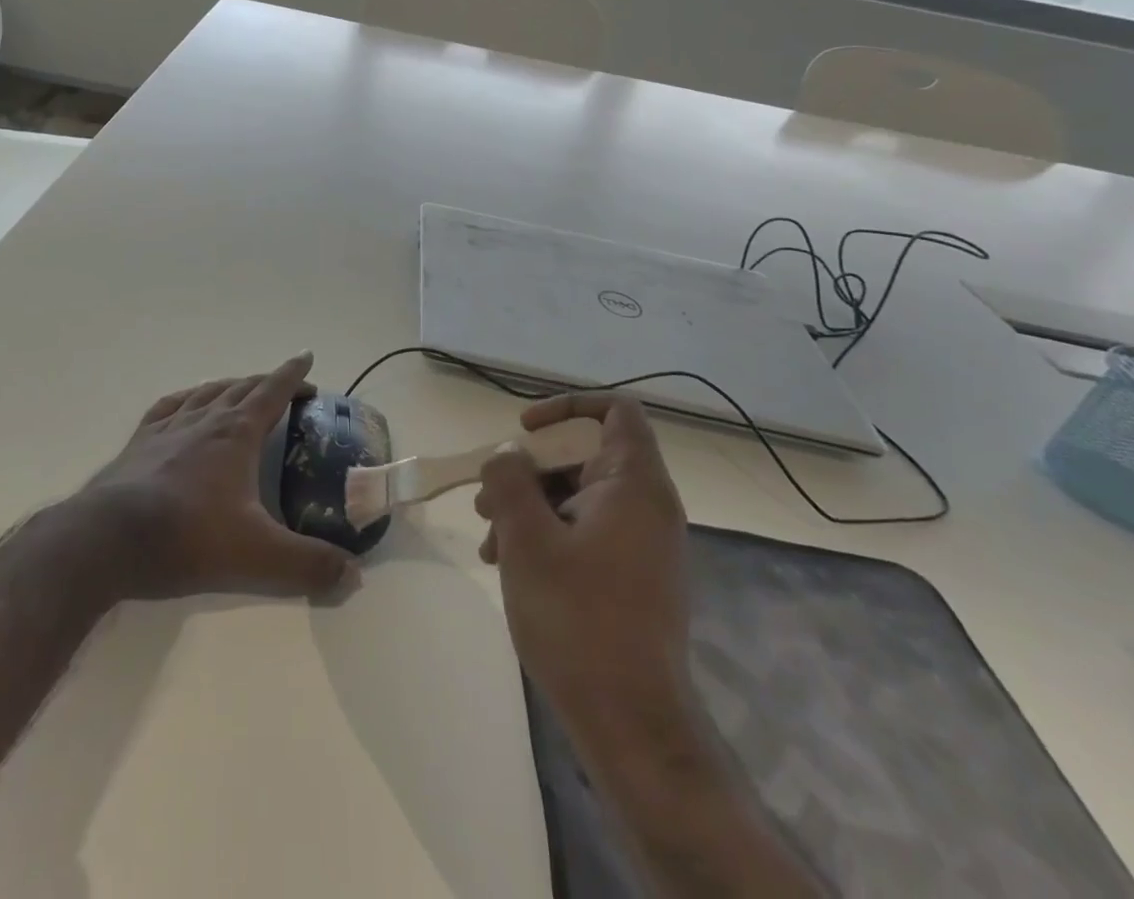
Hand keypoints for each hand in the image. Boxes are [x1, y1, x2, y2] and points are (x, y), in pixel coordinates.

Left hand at [74, 352, 354, 600]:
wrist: (109, 540)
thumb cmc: (188, 538)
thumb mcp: (258, 558)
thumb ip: (308, 566)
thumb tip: (353, 575)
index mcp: (237, 434)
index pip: (272, 391)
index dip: (293, 374)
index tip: (307, 357)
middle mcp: (205, 420)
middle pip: (241, 388)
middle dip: (267, 382)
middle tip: (285, 385)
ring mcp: (168, 428)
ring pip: (206, 392)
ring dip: (229, 385)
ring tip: (240, 388)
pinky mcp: (139, 443)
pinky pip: (168, 407)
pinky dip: (186, 398)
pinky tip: (185, 404)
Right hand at [475, 392, 691, 730]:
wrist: (631, 724)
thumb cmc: (578, 618)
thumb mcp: (527, 538)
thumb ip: (510, 479)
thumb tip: (508, 455)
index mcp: (634, 484)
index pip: (615, 410)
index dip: (566, 408)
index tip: (524, 433)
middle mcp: (646, 505)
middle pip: (584, 454)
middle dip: (529, 469)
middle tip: (487, 500)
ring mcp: (642, 543)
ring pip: (577, 496)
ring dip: (529, 506)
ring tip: (489, 542)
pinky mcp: (632, 576)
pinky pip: (585, 531)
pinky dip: (547, 535)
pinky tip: (508, 566)